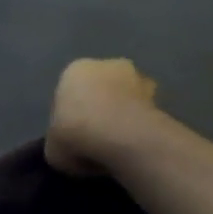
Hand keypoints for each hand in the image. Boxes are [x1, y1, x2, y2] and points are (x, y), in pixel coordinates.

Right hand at [45, 58, 157, 175]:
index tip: (72, 140)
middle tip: (96, 140)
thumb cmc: (75, 135)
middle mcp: (106, 65)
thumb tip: (70, 147)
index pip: (68, 94)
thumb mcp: (52, 148)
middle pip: (100, 89)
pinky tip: (135, 148)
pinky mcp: (159, 97)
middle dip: (99, 109)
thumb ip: (60, 142)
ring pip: (125, 99)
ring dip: (123, 115)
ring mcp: (137, 78)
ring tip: (119, 146)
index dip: (69, 118)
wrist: (120, 137)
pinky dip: (140, 127)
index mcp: (74, 70)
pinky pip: (144, 114)